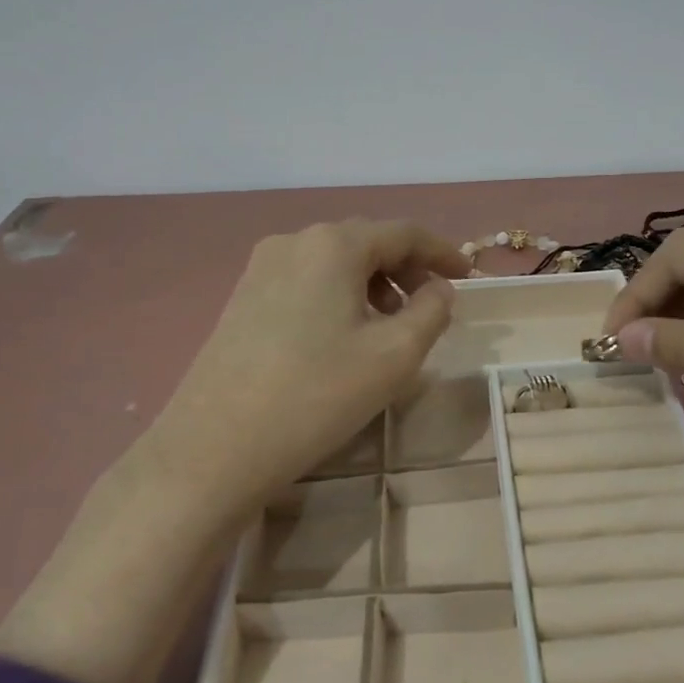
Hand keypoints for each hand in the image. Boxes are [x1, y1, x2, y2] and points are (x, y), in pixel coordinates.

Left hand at [0, 219, 463, 682]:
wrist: (213, 450)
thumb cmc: (315, 396)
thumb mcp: (394, 356)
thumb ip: (431, 312)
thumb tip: (438, 289)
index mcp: (333, 244)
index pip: (404, 233)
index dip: (443, 252)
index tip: (470, 276)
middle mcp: (295, 241)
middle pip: (368, 243)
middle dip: (408, 269)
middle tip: (433, 305)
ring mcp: (261, 269)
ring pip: (336, 263)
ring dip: (374, 285)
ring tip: (393, 326)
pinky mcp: (243, 298)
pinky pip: (308, 282)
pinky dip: (341, 297)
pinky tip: (347, 336)